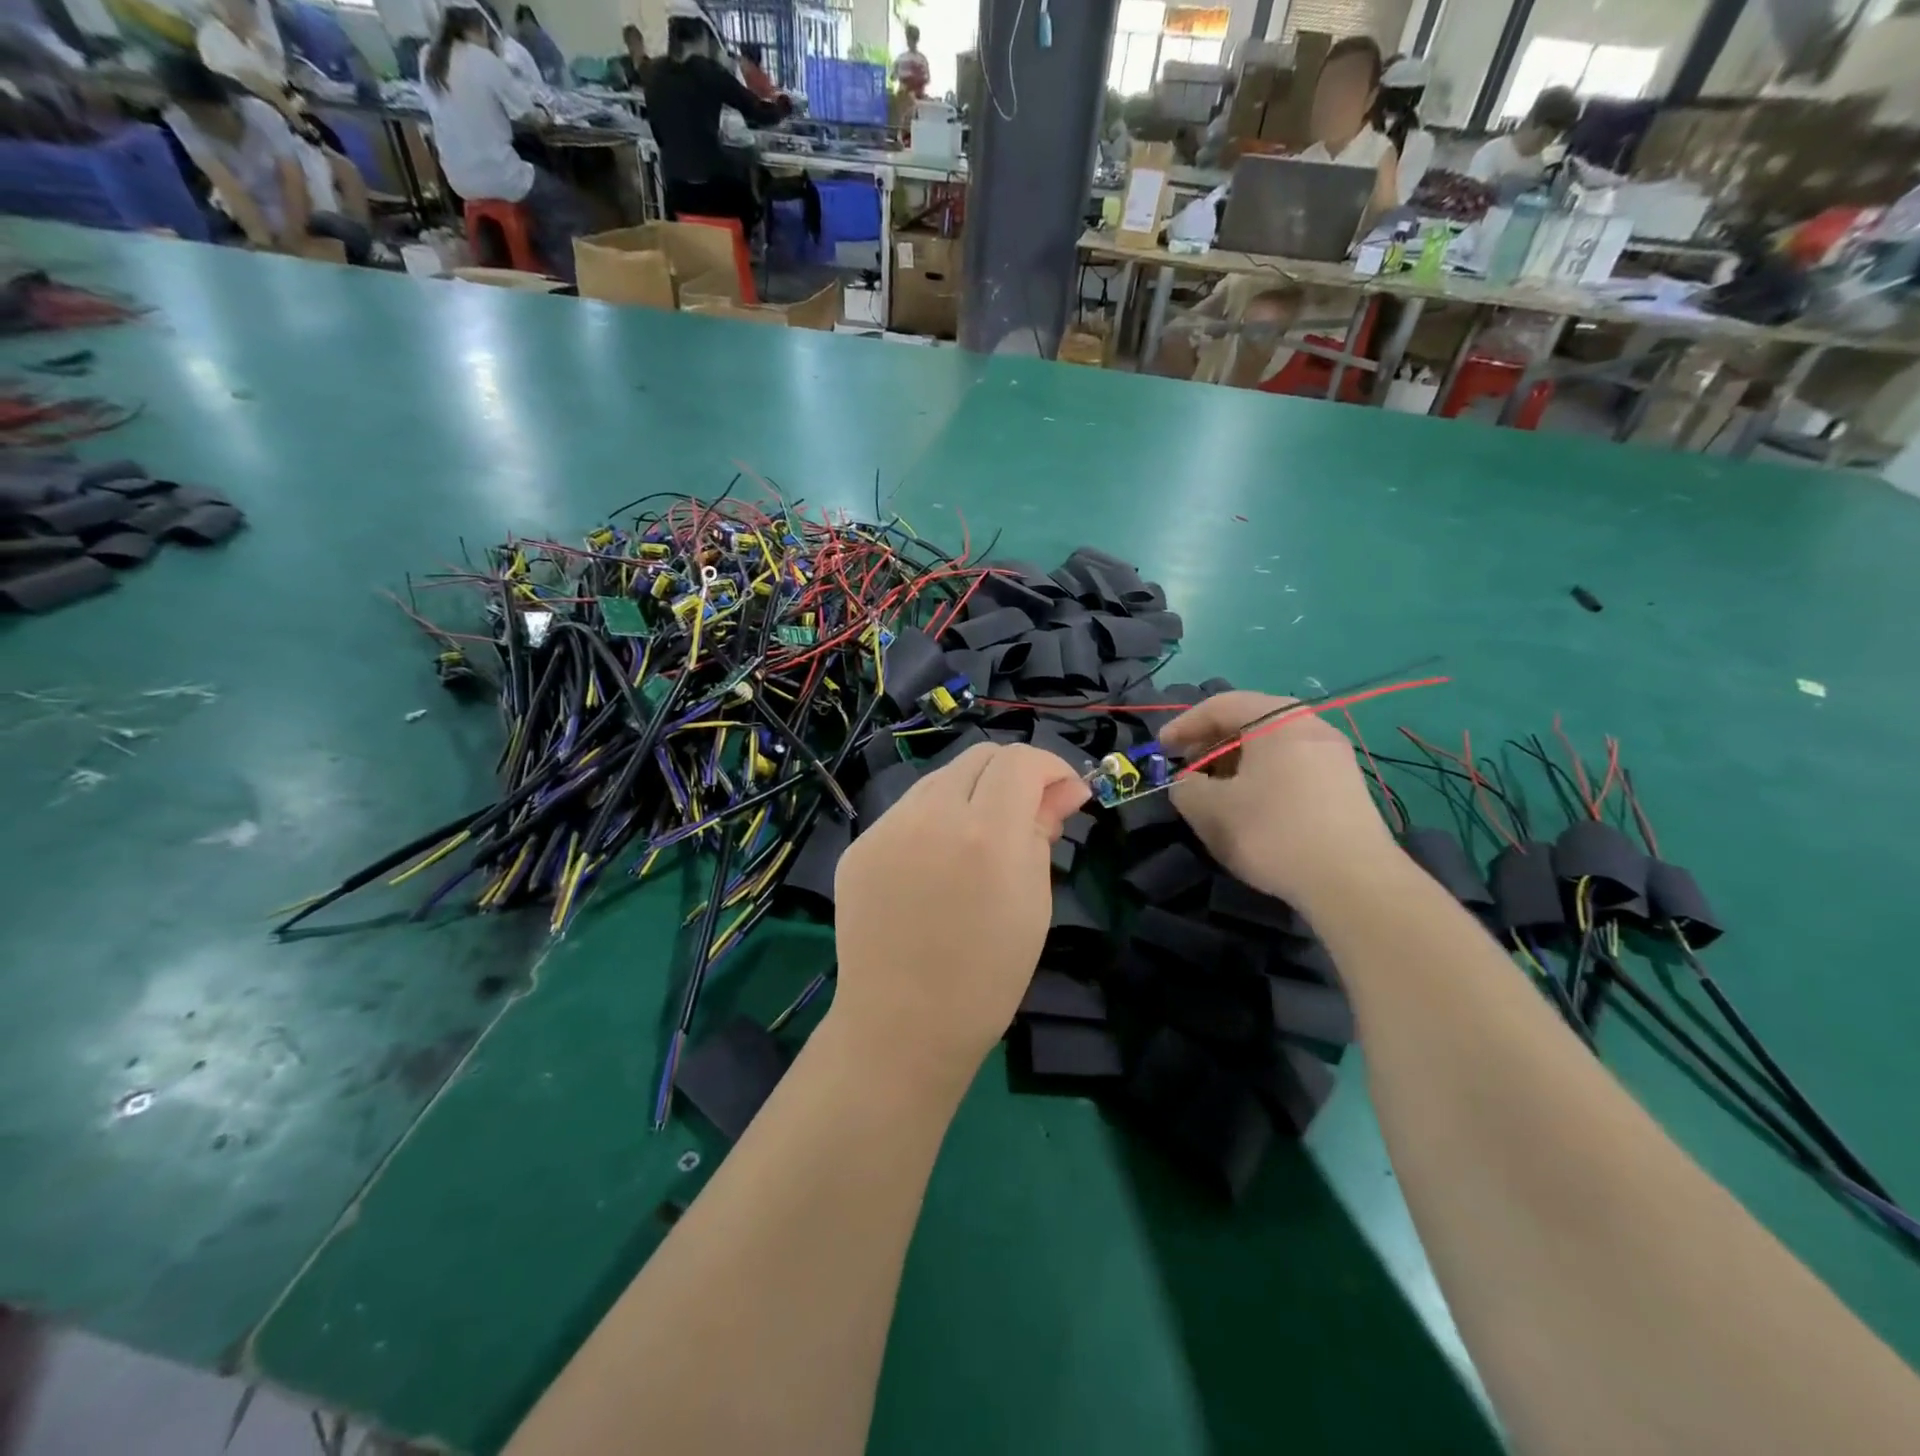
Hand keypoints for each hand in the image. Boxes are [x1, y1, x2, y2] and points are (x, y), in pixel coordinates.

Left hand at [831, 743, 1088, 1093]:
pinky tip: (937, 863)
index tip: (1065, 796)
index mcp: (986, 834)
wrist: (903, 1025)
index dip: (1051, 768)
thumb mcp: (1034, 902)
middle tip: (1028, 813)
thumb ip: (1043, 831)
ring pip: (939, 779)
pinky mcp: (859, 846)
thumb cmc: (987, 976)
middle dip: (1013, 774)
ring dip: (971, 793)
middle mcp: (931, 815)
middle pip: (978, 756)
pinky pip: (907, 813)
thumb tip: (1062, 790)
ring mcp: (886, 828)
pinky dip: (933, 821)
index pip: (1020, 761)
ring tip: (980, 840)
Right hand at [1163, 692, 1396, 909]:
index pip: (1220, 705)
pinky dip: (1263, 777)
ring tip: (1216, 792)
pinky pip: (1293, 766)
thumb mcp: (1210, 810)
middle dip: (1211, 744)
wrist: (1353, 882)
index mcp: (1277, 720)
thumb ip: (1186, 787)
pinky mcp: (1346, 786)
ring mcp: (1334, 755)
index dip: (1183, 725)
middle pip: (1249, 721)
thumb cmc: (1273, 833)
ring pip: (1272, 746)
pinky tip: (1253, 808)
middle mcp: (1311, 726)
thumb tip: (1189, 783)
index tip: (1161, 749)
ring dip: (1237, 763)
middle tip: (1188, 770)